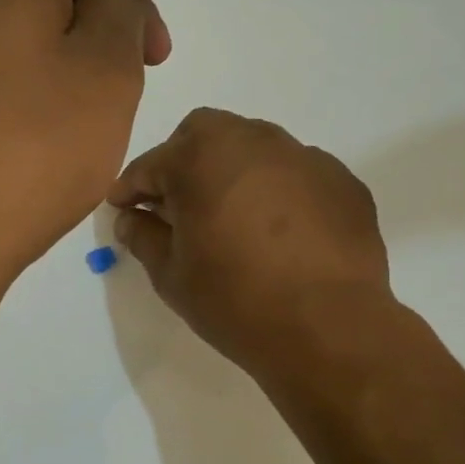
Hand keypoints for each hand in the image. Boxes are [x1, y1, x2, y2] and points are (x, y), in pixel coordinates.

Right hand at [108, 108, 392, 380]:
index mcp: (201, 158)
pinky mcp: (341, 181)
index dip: (131, 188)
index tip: (122, 208)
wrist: (329, 329)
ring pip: (254, 147)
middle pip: (204, 134)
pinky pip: (296, 173)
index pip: (152, 164)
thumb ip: (144, 238)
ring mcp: (304, 157)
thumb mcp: (172, 276)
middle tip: (177, 205)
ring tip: (232, 216)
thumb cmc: (236, 301)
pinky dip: (277, 190)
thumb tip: (131, 220)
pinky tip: (280, 232)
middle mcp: (253, 141)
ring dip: (232, 171)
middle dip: (182, 162)